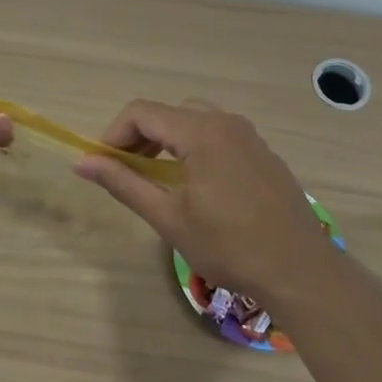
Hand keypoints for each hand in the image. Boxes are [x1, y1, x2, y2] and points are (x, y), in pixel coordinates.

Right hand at [72, 100, 334, 310]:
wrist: (299, 269)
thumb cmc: (228, 245)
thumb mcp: (168, 217)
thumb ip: (124, 183)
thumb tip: (82, 164)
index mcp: (200, 131)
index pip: (141, 112)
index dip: (114, 134)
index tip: (103, 165)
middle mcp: (225, 121)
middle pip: (168, 112)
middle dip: (140, 137)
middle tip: (127, 172)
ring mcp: (248, 135)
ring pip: (194, 120)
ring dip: (167, 141)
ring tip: (157, 179)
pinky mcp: (262, 153)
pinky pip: (218, 135)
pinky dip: (194, 148)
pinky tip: (196, 186)